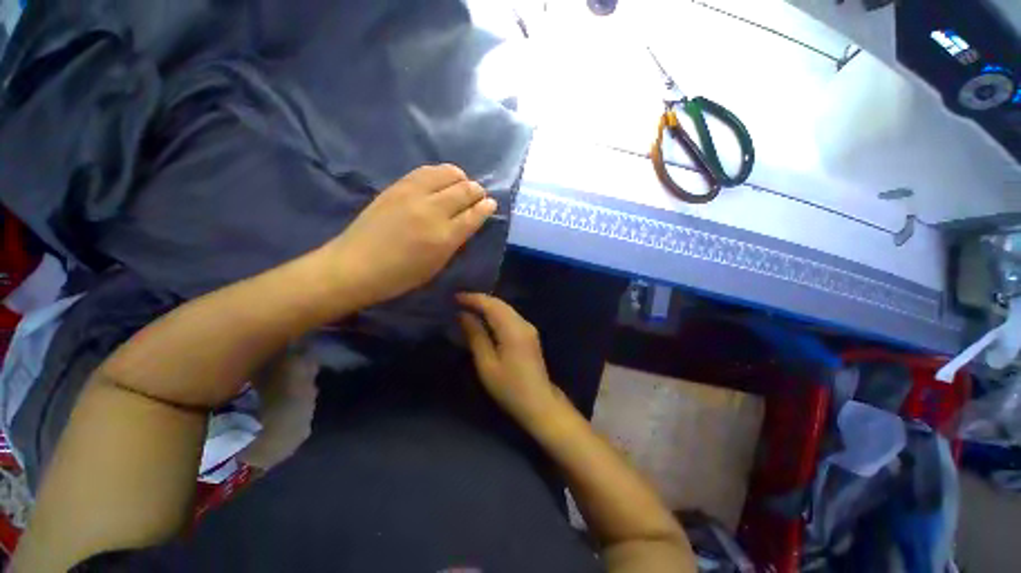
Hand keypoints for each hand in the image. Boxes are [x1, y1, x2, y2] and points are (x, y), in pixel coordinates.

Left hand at [325, 164, 496, 306]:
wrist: (356, 265)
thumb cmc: (400, 275)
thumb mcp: (436, 265)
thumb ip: (454, 241)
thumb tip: (467, 222)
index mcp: (444, 237)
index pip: (474, 215)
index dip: (486, 207)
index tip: (491, 204)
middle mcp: (432, 211)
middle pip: (464, 191)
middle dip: (477, 190)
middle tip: (479, 194)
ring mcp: (413, 195)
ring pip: (447, 174)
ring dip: (460, 178)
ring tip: (462, 184)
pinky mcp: (397, 186)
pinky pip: (426, 171)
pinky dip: (440, 173)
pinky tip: (441, 180)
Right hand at [457, 293, 566, 422]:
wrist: (539, 402)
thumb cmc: (509, 387)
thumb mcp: (486, 364)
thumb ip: (475, 336)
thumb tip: (463, 315)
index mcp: (513, 330)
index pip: (491, 305)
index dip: (473, 298)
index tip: (454, 297)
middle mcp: (523, 323)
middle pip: (500, 303)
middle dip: (479, 299)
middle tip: (458, 300)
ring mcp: (528, 327)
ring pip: (505, 308)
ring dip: (487, 305)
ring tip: (467, 306)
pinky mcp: (529, 333)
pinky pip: (509, 315)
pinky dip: (495, 312)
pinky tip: (484, 317)